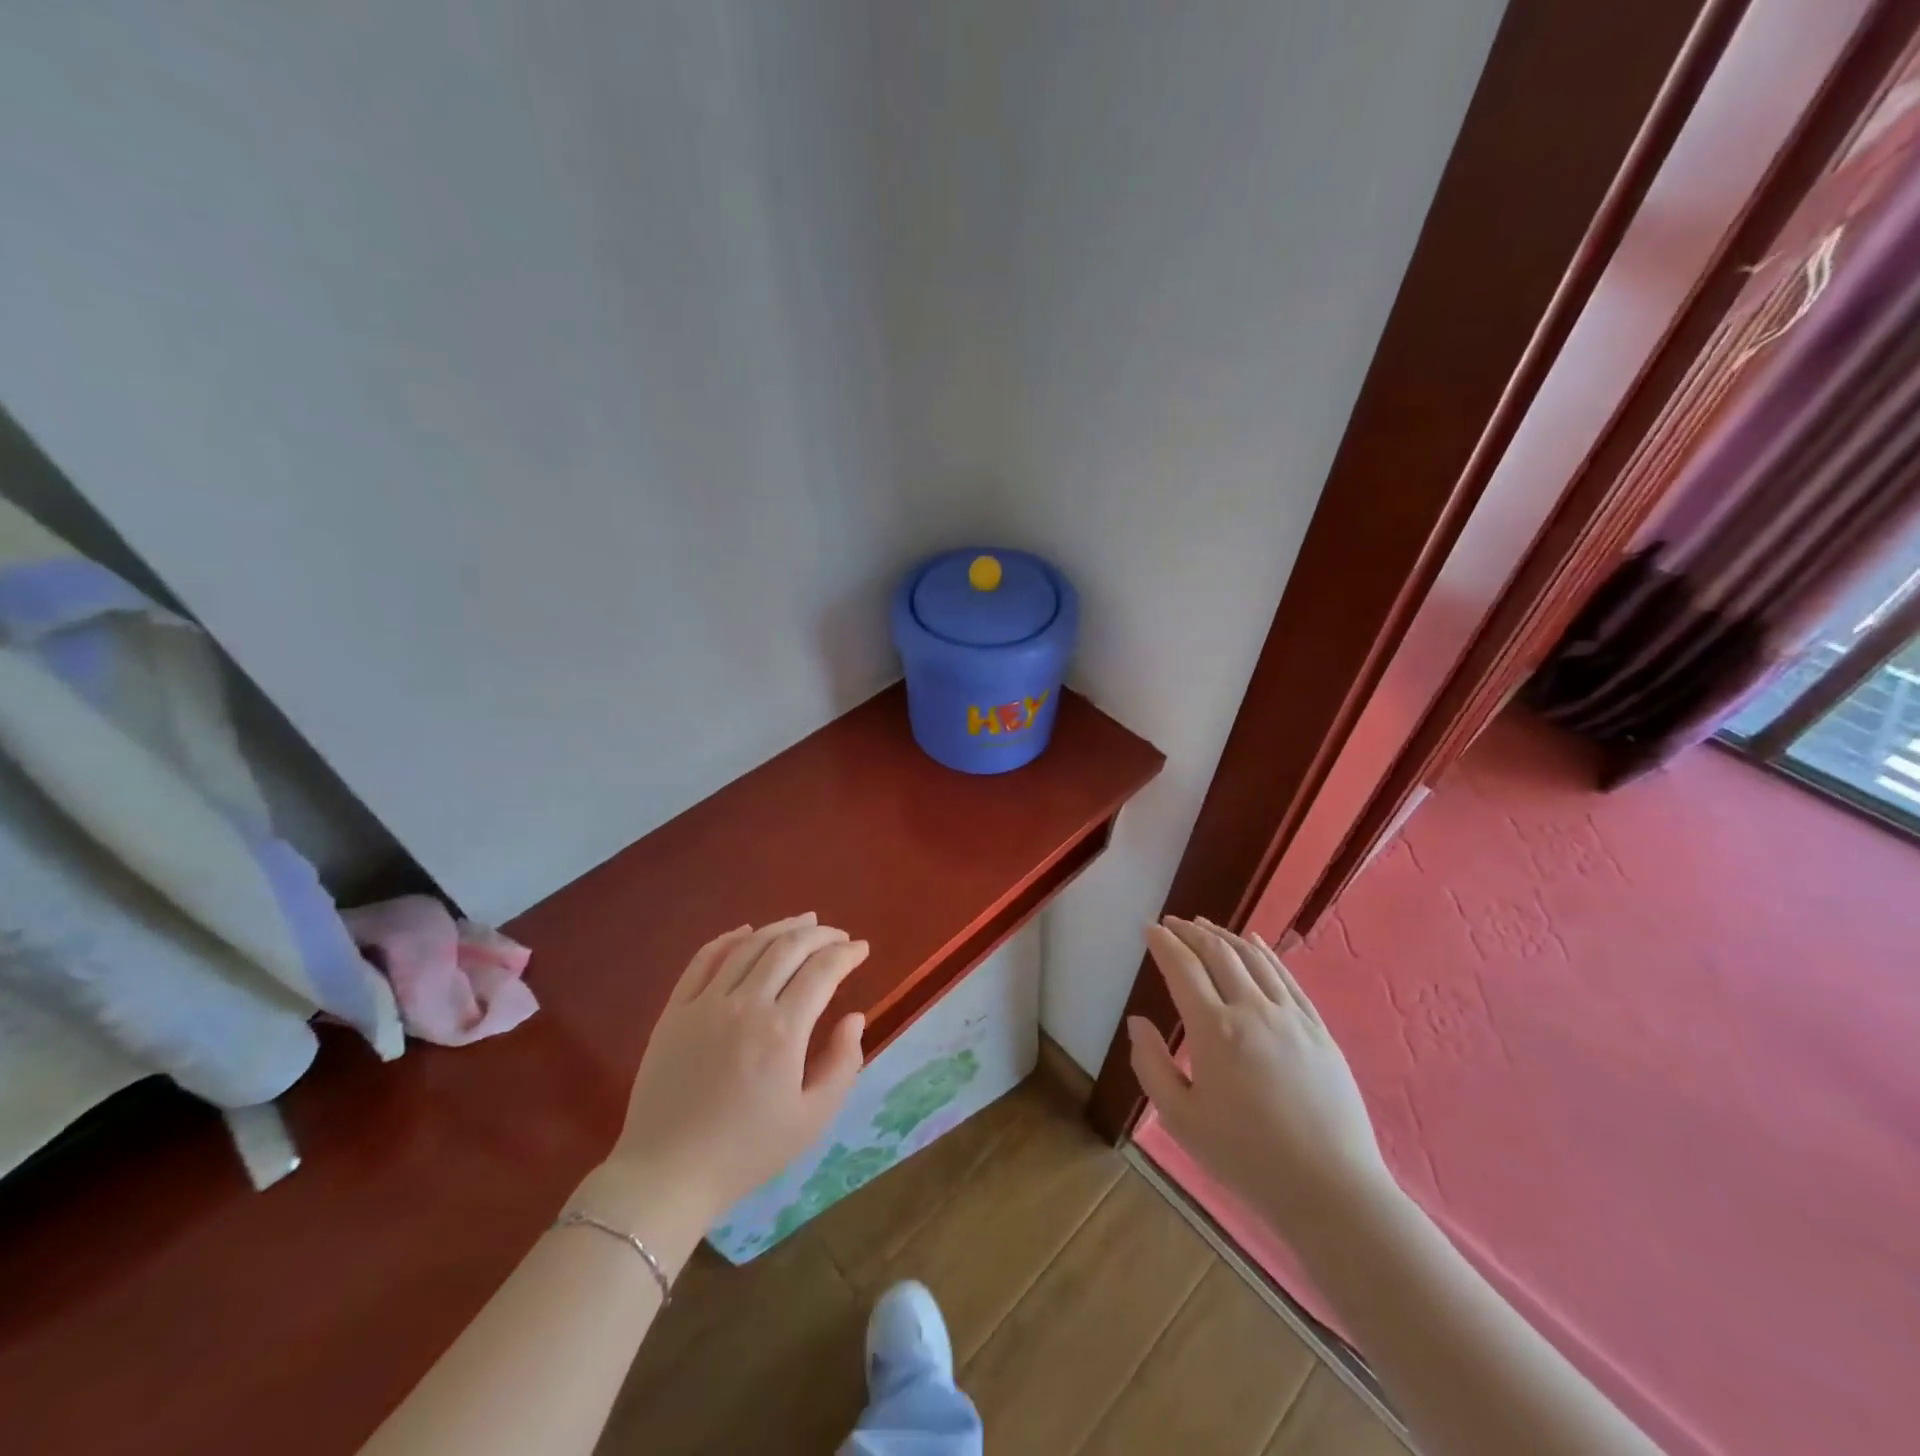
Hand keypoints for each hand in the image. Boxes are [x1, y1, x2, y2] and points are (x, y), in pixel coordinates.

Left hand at [606, 914, 868, 1225]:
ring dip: (782, 927)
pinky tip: (747, 932)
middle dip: (821, 934)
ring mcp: (705, 1003)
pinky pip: (704, 959)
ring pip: (749, 945)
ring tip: (805, 922)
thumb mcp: (812, 1120)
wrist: (667, 1175)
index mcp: (782, 1032)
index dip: (846, 953)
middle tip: (839, 936)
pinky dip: (729, 938)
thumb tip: (854, 1017)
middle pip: (788, 947)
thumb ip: (843, 1063)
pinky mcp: (675, 1010)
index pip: (822, 971)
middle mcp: (744, 1004)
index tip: (861, 949)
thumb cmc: (747, 1152)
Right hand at [1128, 917, 1396, 1229]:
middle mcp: (1252, 1010)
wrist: (1330, 1189)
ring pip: (1253, 958)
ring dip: (1225, 936)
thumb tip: (1137, 1022)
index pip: (1183, 969)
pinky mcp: (1318, 1029)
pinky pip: (1287, 977)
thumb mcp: (1181, 1120)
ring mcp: (1291, 1016)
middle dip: (1191, 932)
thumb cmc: (1246, 1158)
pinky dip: (1265, 953)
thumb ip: (1152, 1065)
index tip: (1149, 928)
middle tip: (1172, 923)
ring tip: (1205, 926)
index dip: (1163, 943)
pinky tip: (1255, 943)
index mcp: (1215, 1031)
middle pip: (1218, 954)